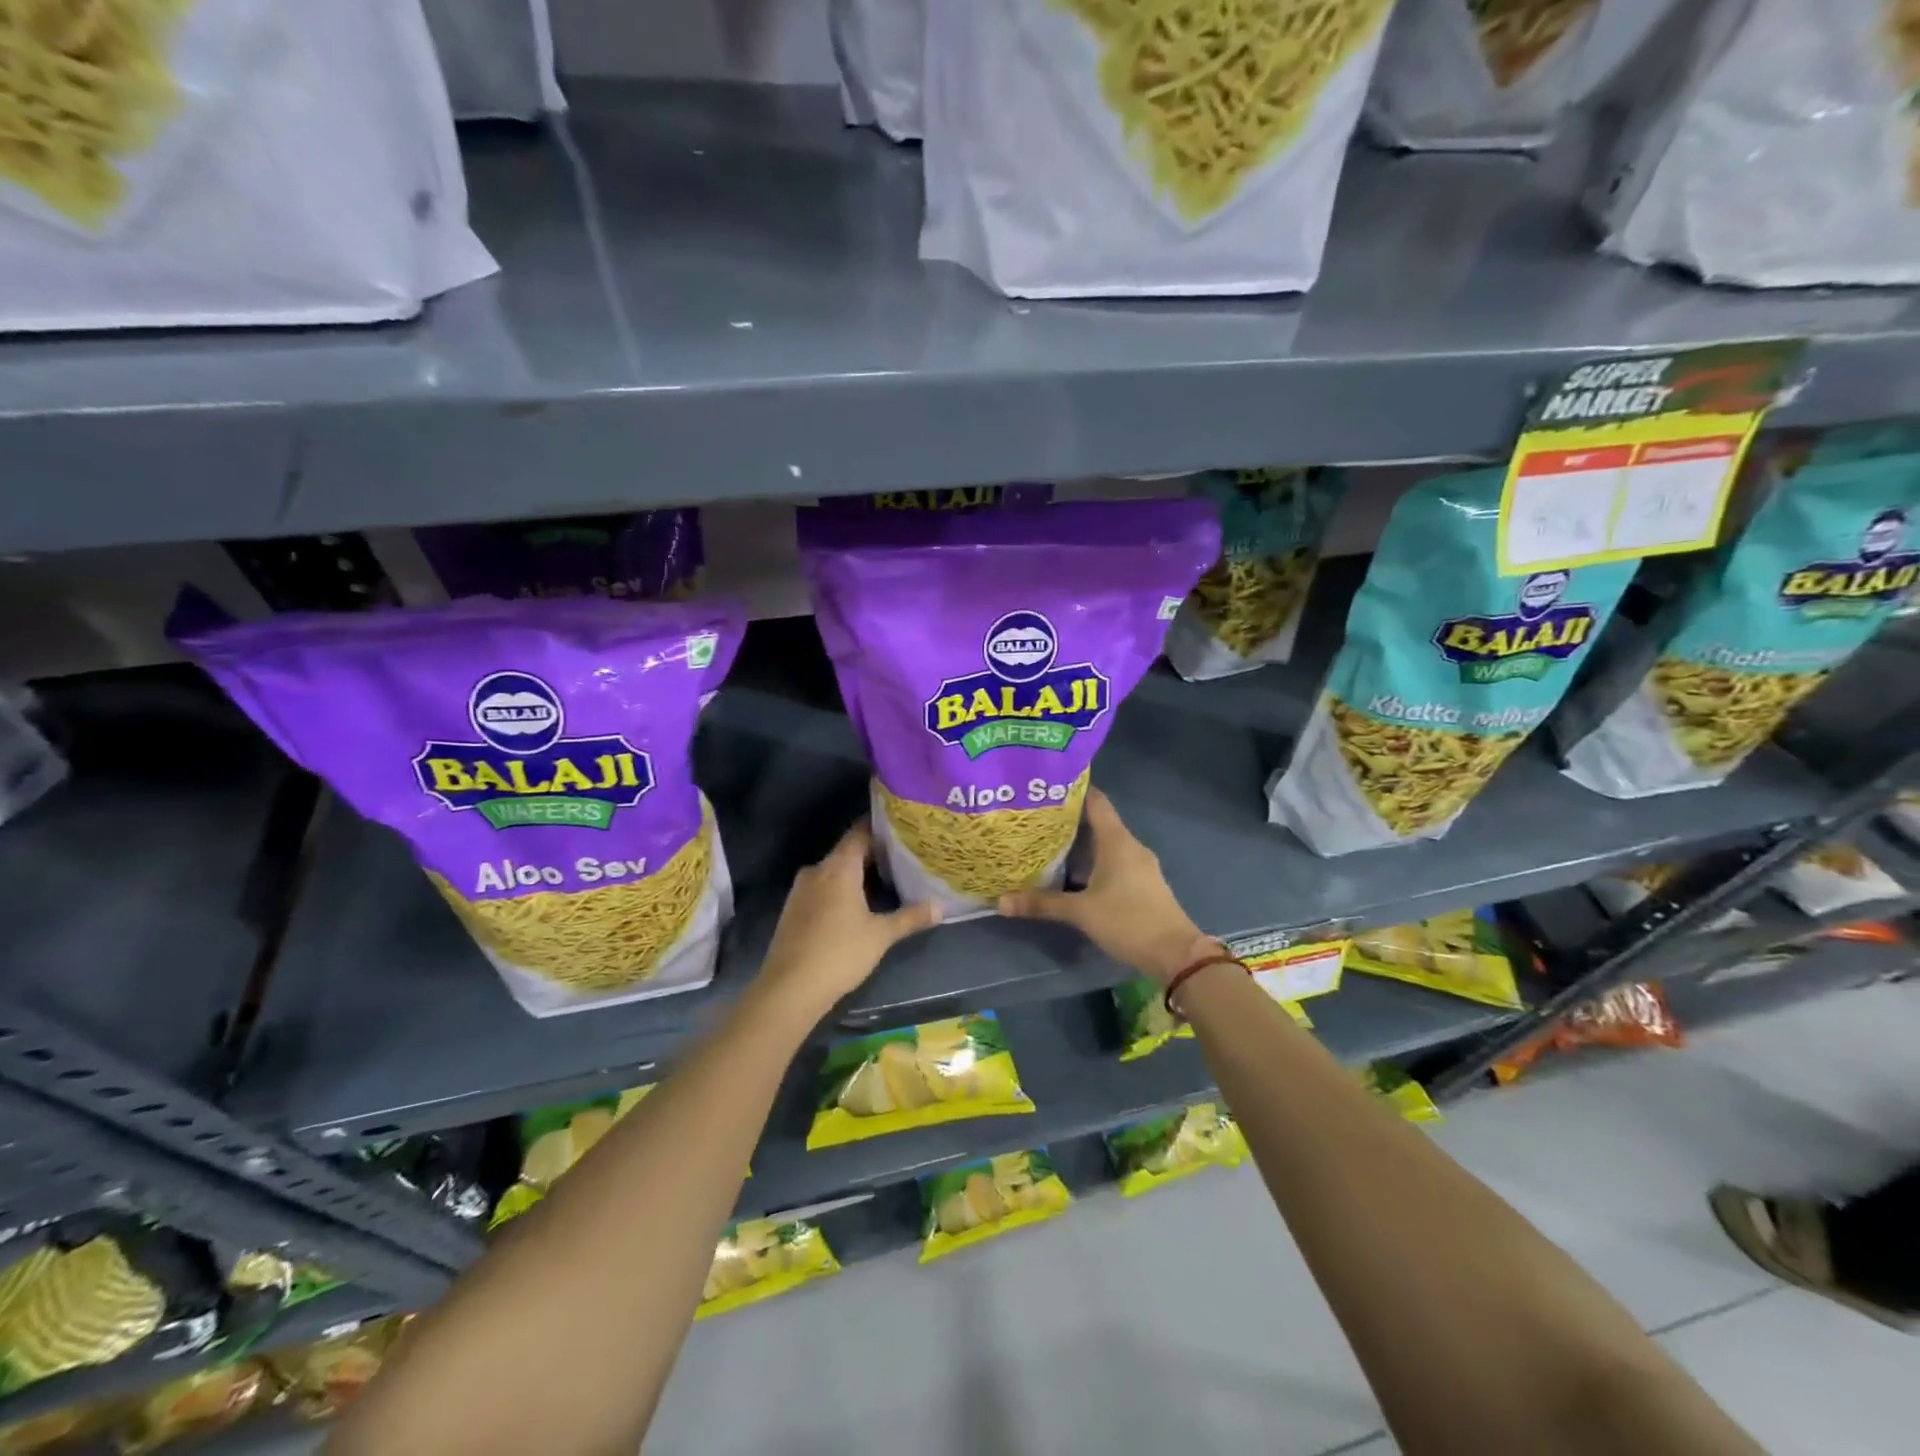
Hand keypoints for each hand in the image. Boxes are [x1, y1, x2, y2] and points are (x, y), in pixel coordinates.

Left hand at [758, 820, 941, 1016]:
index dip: (879, 827)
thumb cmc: (840, 953)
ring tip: (882, 882)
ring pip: (833, 871)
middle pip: (847, 852)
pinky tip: (855, 906)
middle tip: (900, 859)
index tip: (901, 828)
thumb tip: (940, 907)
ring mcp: (800, 890)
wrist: (789, 988)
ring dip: (854, 875)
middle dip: (872, 854)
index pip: (859, 832)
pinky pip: (820, 888)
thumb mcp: (881, 935)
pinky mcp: (792, 909)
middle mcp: (817, 870)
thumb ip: (910, 917)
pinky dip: (838, 890)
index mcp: (838, 867)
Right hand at [998, 787, 1212, 983]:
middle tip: (1035, 819)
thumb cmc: (1128, 921)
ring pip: (1104, 844)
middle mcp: (1129, 845)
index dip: (1073, 790)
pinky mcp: (1141, 883)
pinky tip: (1070, 873)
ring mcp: (1138, 865)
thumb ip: (1042, 904)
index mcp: (1117, 841)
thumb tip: (1001, 902)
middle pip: (1097, 822)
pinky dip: (1091, 862)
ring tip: (1045, 844)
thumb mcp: (1081, 912)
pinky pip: (1112, 861)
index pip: (1095, 800)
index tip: (1045, 788)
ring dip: (1079, 844)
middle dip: (1067, 820)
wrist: (1175, 954)